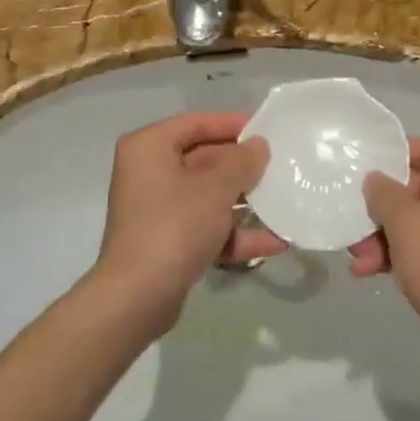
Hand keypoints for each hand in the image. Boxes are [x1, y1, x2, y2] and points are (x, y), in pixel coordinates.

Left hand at [94, 112, 278, 332]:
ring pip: (207, 196)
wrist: (137, 297)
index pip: (195, 123)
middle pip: (203, 159)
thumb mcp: (215, 188)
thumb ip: (242, 162)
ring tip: (282, 204)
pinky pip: (204, 226)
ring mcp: (156, 209)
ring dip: (243, 203)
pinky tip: (273, 243)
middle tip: (278, 167)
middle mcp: (148, 172)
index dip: (230, 124)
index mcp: (149, 147)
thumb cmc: (175, 225)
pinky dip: (233, 233)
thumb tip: (259, 145)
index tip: (264, 130)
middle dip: (241, 168)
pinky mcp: (166, 242)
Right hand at [358, 139, 419, 383]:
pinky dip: (404, 255)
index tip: (362, 167)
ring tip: (358, 258)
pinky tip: (372, 272)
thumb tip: (376, 179)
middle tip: (354, 225)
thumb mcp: (406, 223)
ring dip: (387, 236)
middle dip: (384, 209)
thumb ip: (385, 193)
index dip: (394, 155)